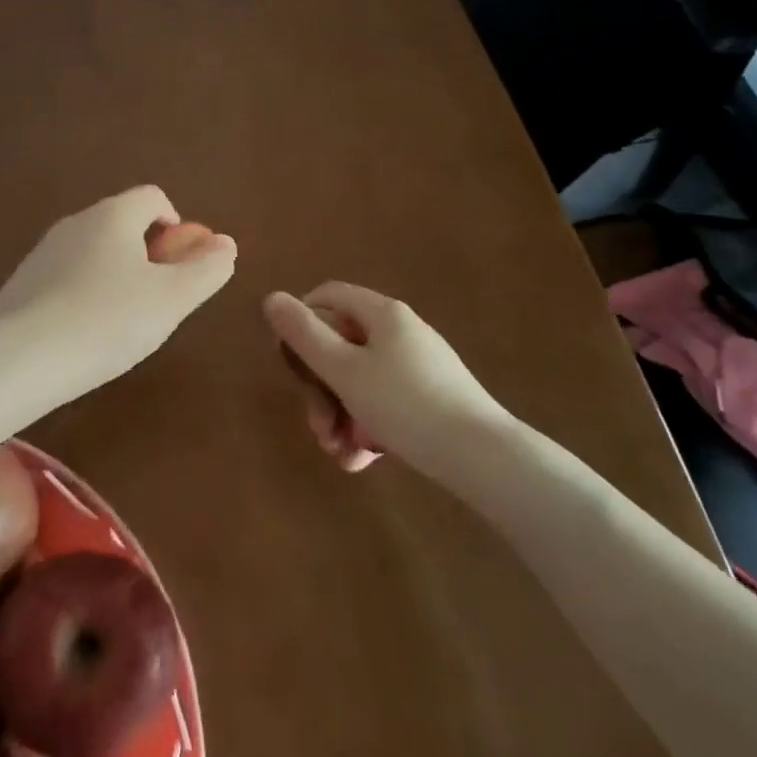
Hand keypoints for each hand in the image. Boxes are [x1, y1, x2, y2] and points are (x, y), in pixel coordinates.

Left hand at [0, 186, 236, 381]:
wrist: (18, 359)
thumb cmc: (107, 321)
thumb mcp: (171, 299)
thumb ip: (206, 270)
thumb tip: (226, 244)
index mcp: (114, 215)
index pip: (153, 197)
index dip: (176, 225)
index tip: (180, 267)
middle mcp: (77, 221)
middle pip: (124, 223)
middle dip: (148, 254)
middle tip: (157, 300)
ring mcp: (45, 250)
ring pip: (95, 251)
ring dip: (117, 275)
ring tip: (122, 323)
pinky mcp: (24, 281)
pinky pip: (68, 276)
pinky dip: (86, 294)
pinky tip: (85, 334)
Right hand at [263, 283, 512, 472]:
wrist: (485, 459)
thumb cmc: (406, 405)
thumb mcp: (344, 371)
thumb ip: (305, 335)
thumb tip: (272, 298)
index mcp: (382, 313)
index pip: (327, 296)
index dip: (300, 321)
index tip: (288, 361)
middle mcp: (400, 332)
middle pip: (341, 345)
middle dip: (320, 388)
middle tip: (316, 425)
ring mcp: (418, 365)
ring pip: (360, 380)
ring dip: (340, 414)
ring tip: (339, 454)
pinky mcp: (431, 398)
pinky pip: (385, 402)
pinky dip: (367, 426)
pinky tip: (361, 460)